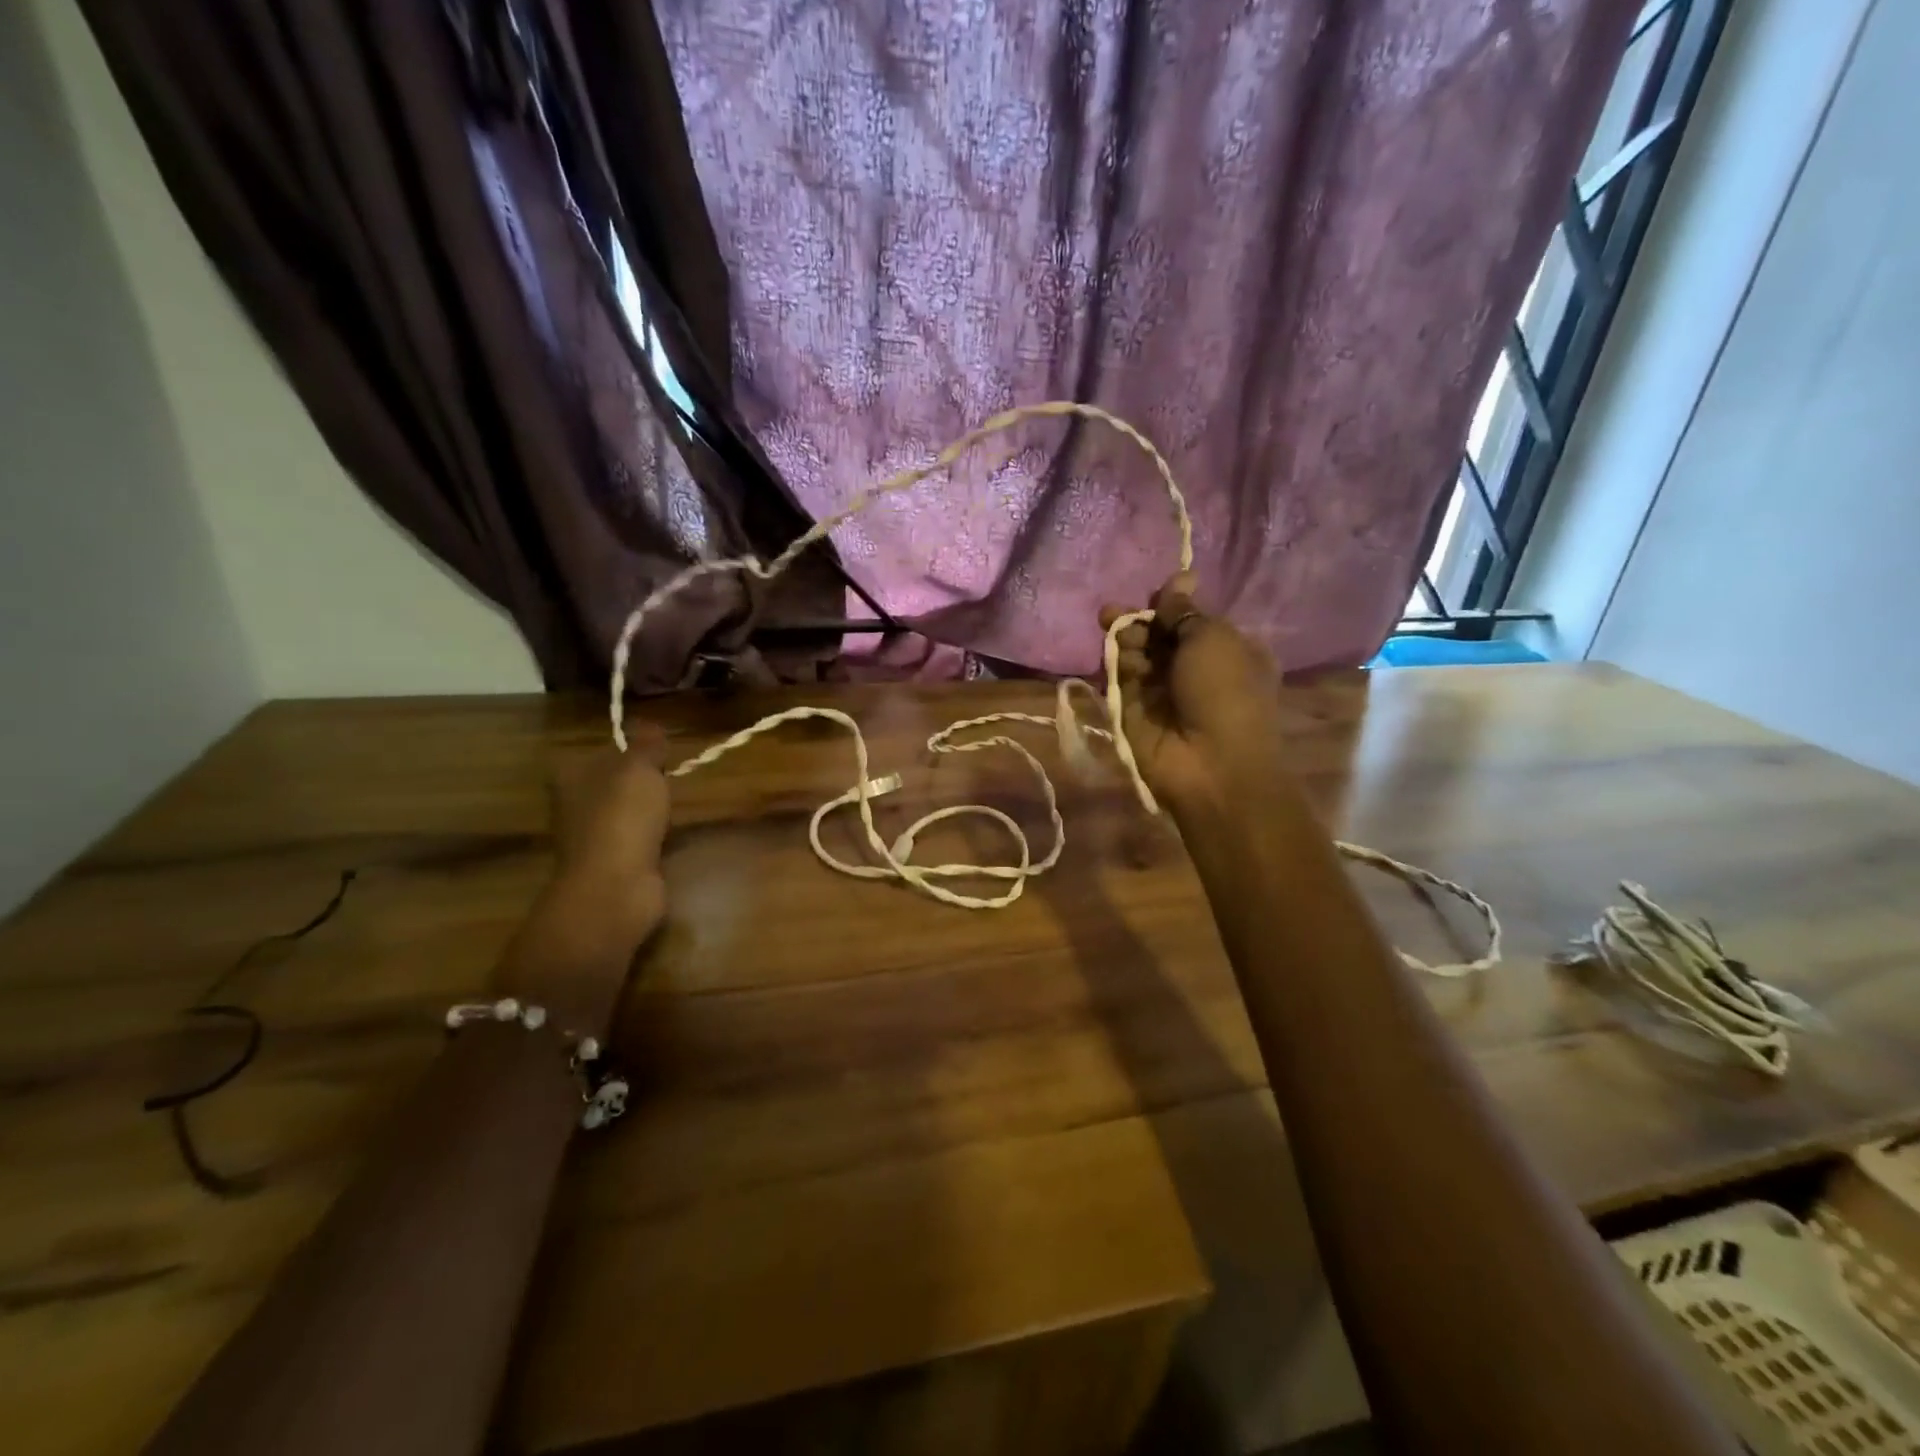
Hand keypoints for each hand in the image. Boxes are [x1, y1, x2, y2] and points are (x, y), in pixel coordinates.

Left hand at [493, 730, 670, 1037]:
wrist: (616, 887)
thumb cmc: (622, 817)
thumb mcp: (639, 767)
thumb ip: (647, 744)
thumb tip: (651, 725)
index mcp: (571, 776)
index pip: (601, 752)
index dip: (631, 749)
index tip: (661, 751)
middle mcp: (575, 804)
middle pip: (616, 782)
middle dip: (645, 780)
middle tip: (674, 775)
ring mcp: (593, 837)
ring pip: (628, 811)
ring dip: (652, 810)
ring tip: (679, 803)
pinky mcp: (614, 863)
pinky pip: (640, 838)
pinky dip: (656, 836)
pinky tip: (674, 834)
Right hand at [1100, 573, 1289, 821]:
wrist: (1209, 764)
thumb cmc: (1224, 692)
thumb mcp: (1213, 638)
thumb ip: (1185, 610)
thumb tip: (1180, 577)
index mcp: (1228, 651)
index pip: (1192, 619)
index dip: (1171, 604)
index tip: (1155, 594)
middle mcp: (1195, 670)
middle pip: (1160, 635)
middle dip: (1140, 621)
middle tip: (1116, 613)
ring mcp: (1163, 693)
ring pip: (1137, 654)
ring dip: (1127, 641)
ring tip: (1122, 639)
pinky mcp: (1134, 712)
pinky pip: (1122, 679)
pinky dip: (1118, 665)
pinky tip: (1118, 659)